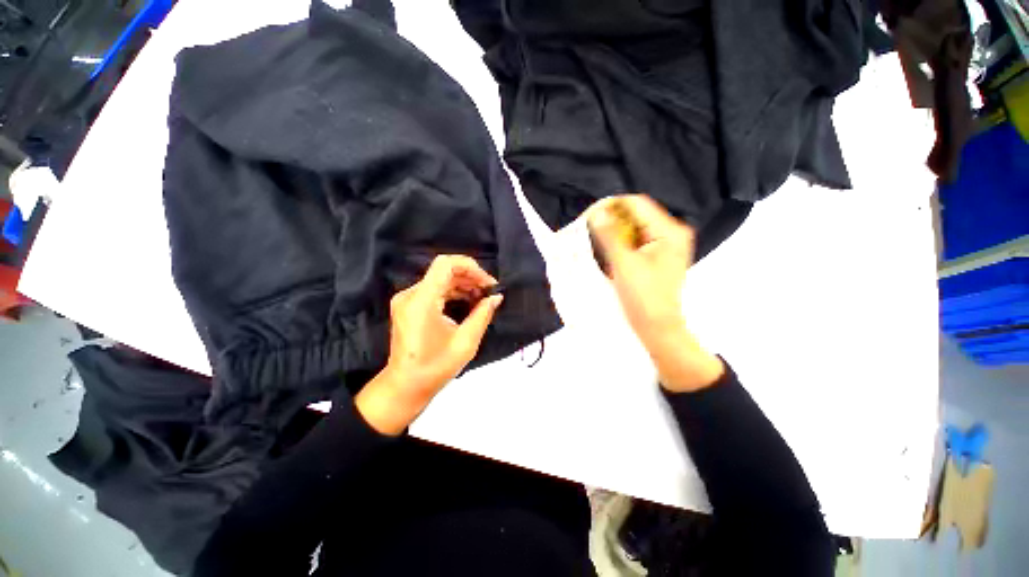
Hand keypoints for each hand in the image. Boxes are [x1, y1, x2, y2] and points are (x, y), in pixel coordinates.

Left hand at [355, 255, 503, 434]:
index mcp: (422, 301)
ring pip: (440, 279)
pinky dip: (453, 292)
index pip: (445, 264)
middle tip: (489, 291)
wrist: (405, 386)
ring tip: (482, 297)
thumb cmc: (435, 367)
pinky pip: (434, 290)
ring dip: (463, 285)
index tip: (487, 283)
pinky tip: (468, 302)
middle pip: (444, 270)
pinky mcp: (409, 306)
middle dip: (470, 277)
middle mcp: (411, 294)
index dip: (470, 267)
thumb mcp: (465, 342)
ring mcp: (407, 299)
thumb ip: (482, 315)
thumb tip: (496, 297)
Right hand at [587, 195, 722, 391]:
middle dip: (611, 218)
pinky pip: (635, 240)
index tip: (588, 215)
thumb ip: (609, 235)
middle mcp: (671, 233)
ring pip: (633, 227)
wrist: (657, 328)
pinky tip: (606, 248)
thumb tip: (595, 213)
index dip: (611, 205)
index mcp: (669, 231)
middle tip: (587, 226)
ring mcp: (665, 244)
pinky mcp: (657, 255)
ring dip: (613, 230)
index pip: (637, 204)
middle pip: (636, 214)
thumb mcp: (623, 264)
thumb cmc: (643, 297)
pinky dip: (619, 241)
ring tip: (593, 237)